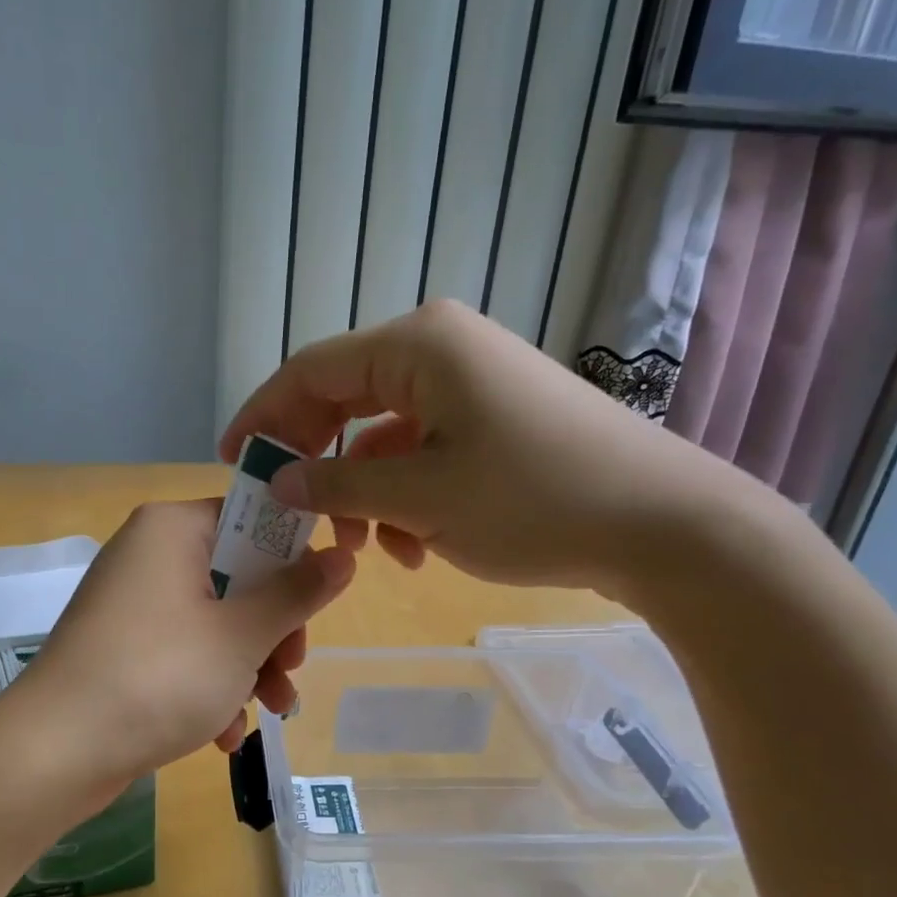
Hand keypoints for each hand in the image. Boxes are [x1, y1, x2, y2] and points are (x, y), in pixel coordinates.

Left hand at [0, 500, 354, 806]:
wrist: (54, 751)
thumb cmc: (159, 676)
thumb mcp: (241, 636)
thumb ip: (296, 593)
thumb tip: (344, 556)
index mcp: (172, 529)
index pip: (250, 519)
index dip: (293, 557)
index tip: (319, 601)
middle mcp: (148, 555)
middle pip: (236, 576)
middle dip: (272, 630)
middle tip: (290, 670)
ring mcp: (131, 604)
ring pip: (214, 621)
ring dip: (249, 667)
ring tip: (271, 711)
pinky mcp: (122, 648)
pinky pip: (182, 652)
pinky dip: (209, 686)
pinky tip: (223, 734)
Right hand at [219, 300, 734, 594]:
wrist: (664, 523)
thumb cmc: (534, 500)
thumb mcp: (421, 498)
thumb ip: (338, 483)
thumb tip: (280, 480)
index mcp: (417, 346)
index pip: (310, 372)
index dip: (263, 417)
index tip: (232, 464)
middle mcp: (438, 350)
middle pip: (343, 400)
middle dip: (314, 461)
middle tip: (289, 513)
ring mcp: (468, 385)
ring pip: (381, 436)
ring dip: (361, 492)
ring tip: (361, 550)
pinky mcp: (490, 420)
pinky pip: (421, 452)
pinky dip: (403, 497)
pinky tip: (414, 548)